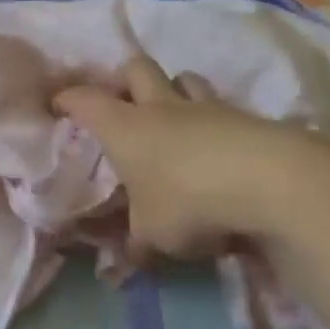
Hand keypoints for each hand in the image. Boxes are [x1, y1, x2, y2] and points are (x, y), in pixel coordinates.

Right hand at [54, 56, 329, 263]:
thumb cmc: (188, 201)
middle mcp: (160, 106)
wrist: (271, 182)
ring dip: (174, 91)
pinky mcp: (248, 118)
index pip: (83, 99)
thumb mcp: (152, 233)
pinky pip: (223, 108)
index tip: (58, 105)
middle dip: (124, 80)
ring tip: (174, 117)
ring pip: (184, 78)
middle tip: (123, 104)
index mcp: (123, 126)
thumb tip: (125, 260)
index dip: (67, 99)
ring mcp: (207, 107)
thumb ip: (136, 242)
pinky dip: (215, 121)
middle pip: (135, 68)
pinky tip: (220, 148)